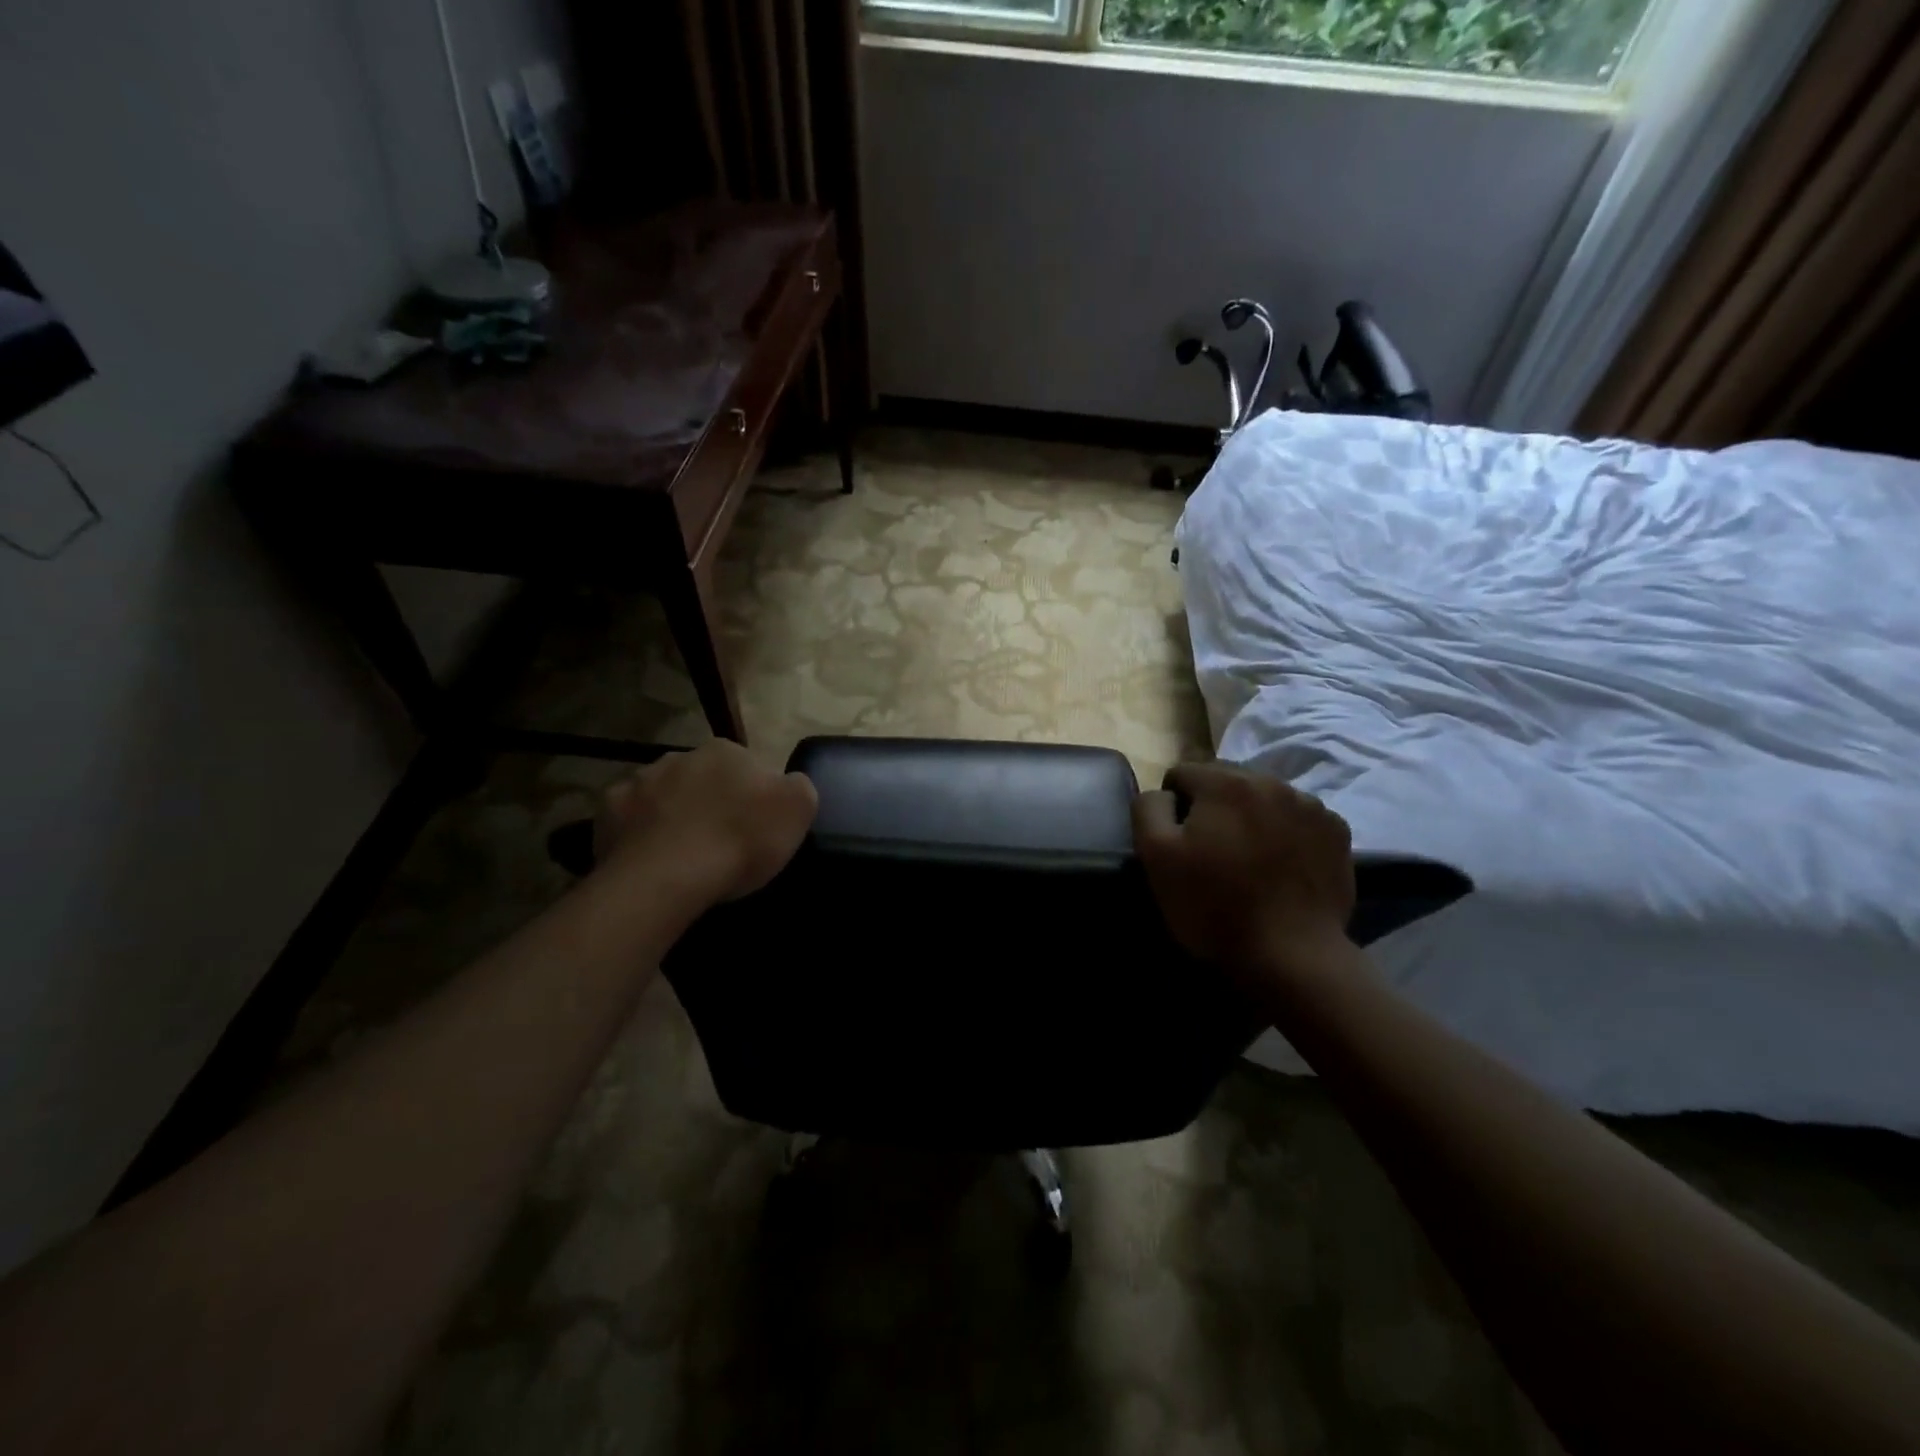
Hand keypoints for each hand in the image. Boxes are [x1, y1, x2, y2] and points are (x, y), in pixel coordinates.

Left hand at [593, 741, 818, 908]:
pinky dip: (639, 835)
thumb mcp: (798, 809)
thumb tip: (786, 784)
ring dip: (673, 815)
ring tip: (684, 856)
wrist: (667, 878)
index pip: (748, 766)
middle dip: (711, 802)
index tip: (756, 828)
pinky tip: (650, 861)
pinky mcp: (606, 814)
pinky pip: (629, 821)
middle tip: (721, 842)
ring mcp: (638, 782)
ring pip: (664, 796)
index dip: (755, 797)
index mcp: (725, 751)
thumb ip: (798, 787)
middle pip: (703, 778)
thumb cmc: (740, 840)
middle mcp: (679, 756)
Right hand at [1133, 762, 1355, 979]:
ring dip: (1251, 816)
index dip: (1173, 806)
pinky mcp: (1337, 831)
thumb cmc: (1214, 905)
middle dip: (1213, 806)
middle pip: (1226, 780)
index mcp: (1225, 782)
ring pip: (1264, 798)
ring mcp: (1310, 805)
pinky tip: (1280, 866)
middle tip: (1212, 851)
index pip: (1182, 774)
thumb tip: (1163, 794)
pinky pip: (1297, 818)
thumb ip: (1149, 808)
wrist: (1292, 955)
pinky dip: (1285, 832)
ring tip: (1248, 859)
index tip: (1179, 842)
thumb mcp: (1156, 856)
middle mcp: (1271, 781)